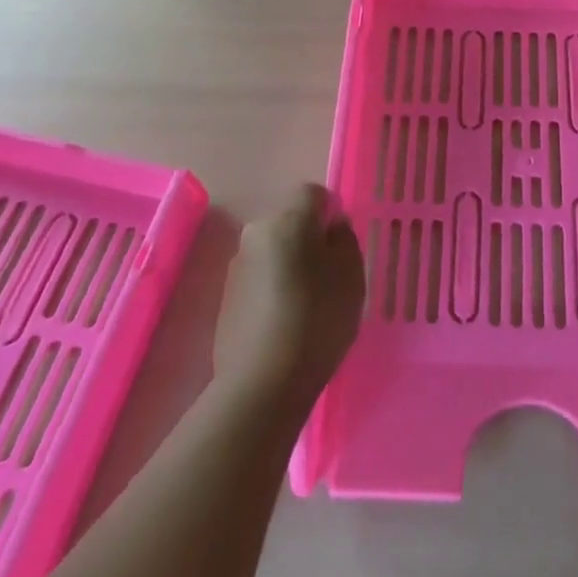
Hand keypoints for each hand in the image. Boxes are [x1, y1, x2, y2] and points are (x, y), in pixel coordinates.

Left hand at [214, 186, 364, 415]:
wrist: (263, 383)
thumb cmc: (317, 318)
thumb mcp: (351, 275)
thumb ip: (344, 239)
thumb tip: (331, 226)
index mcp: (288, 219)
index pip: (312, 193)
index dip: (330, 212)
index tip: (341, 244)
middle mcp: (257, 233)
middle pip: (289, 222)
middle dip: (308, 240)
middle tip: (328, 276)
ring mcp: (237, 266)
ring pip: (273, 251)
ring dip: (288, 266)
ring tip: (306, 305)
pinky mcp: (226, 298)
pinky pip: (259, 279)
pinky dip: (272, 290)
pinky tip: (285, 323)